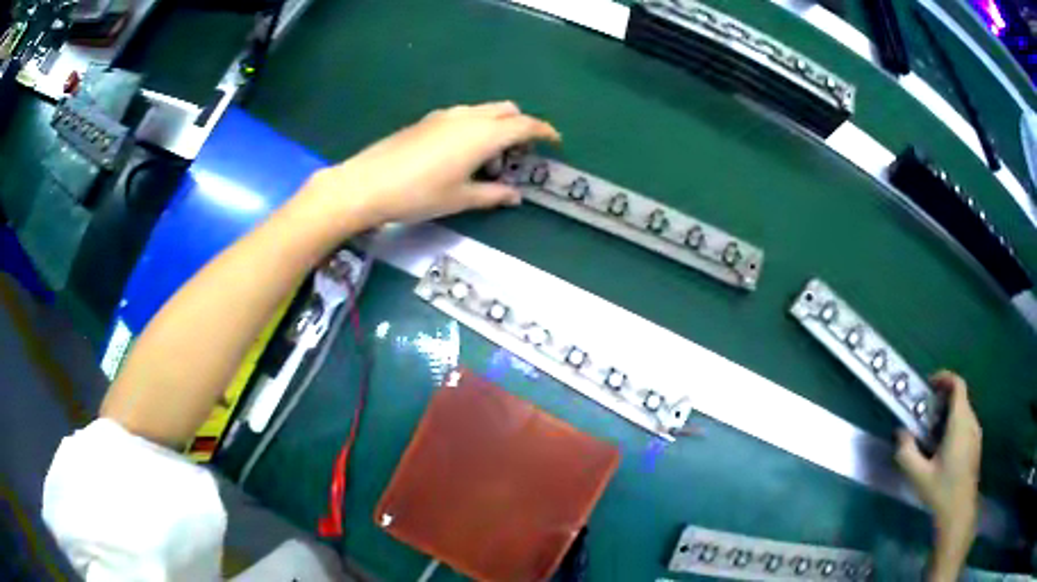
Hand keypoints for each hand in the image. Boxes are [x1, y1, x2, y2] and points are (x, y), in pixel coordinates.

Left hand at [304, 101, 560, 229]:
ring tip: (486, 160)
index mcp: (483, 134)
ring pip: (484, 111)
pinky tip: (460, 154)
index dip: (545, 132)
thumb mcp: (460, 199)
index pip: (525, 125)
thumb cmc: (419, 194)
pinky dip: (475, 127)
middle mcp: (468, 117)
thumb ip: (493, 195)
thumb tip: (515, 195)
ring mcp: (445, 115)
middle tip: (517, 156)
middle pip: (506, 110)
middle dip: (520, 127)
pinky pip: (463, 116)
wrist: (366, 184)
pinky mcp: (427, 120)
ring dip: (496, 127)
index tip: (555, 142)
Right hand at [895, 370, 980, 580]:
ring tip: (932, 434)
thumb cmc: (941, 490)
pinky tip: (943, 449)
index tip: (929, 384)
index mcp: (960, 421)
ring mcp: (976, 433)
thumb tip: (900, 432)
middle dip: (942, 400)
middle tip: (925, 415)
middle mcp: (971, 421)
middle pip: (960, 398)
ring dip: (948, 414)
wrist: (959, 511)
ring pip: (963, 412)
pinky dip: (954, 426)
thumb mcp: (918, 475)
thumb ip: (907, 452)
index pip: (957, 385)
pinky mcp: (976, 445)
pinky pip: (966, 425)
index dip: (944, 378)